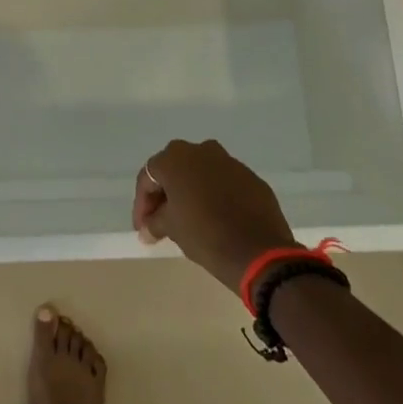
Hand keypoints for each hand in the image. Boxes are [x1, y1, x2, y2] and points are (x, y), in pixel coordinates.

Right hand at [133, 139, 294, 291]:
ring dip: (191, 191)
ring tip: (189, 218)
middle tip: (161, 220)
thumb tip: (147, 228)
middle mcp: (200, 150)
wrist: (260, 252)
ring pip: (201, 173)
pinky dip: (215, 195)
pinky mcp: (250, 177)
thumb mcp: (172, 229)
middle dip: (165, 194)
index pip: (148, 177)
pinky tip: (216, 217)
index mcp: (175, 158)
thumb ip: (155, 222)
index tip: (143, 228)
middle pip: (174, 170)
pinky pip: (224, 182)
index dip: (142, 204)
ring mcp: (229, 161)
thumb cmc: (205, 234)